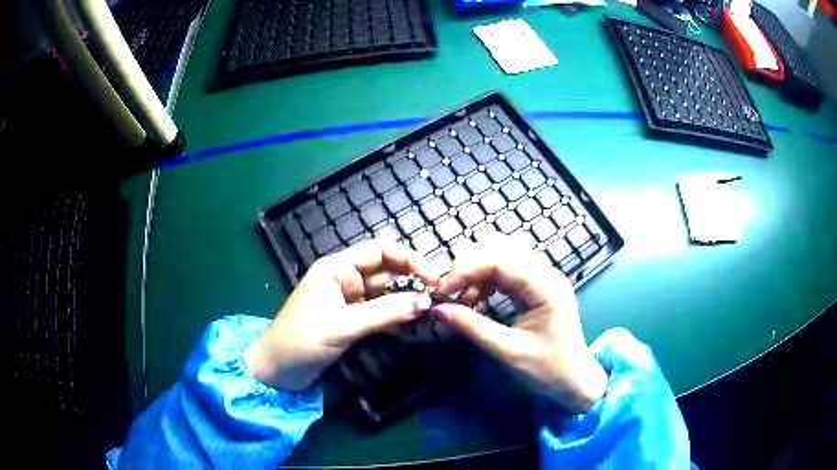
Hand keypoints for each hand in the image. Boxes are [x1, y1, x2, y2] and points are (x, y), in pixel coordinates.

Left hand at [245, 240, 436, 390]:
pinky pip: (379, 314)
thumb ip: (386, 312)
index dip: (409, 259)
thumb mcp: (344, 325)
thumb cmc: (302, 340)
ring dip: (406, 302)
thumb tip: (426, 301)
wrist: (277, 371)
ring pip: (385, 294)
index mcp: (337, 268)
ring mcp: (349, 301)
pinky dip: (396, 318)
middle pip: (386, 272)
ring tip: (433, 312)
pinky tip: (415, 326)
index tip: (434, 278)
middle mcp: (345, 279)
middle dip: (412, 281)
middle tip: (440, 296)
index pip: (380, 251)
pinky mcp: (351, 321)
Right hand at [434, 234, 607, 412]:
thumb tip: (438, 309)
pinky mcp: (534, 287)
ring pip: (499, 257)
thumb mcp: (508, 352)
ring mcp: (540, 278)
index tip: (442, 291)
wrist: (574, 381)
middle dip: (468, 267)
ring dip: (475, 274)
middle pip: (499, 248)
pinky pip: (503, 272)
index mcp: (546, 286)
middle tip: (449, 295)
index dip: (466, 268)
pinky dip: (483, 282)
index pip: (500, 258)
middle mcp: (545, 273)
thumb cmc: (548, 369)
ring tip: (462, 303)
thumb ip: (474, 328)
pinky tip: (476, 303)